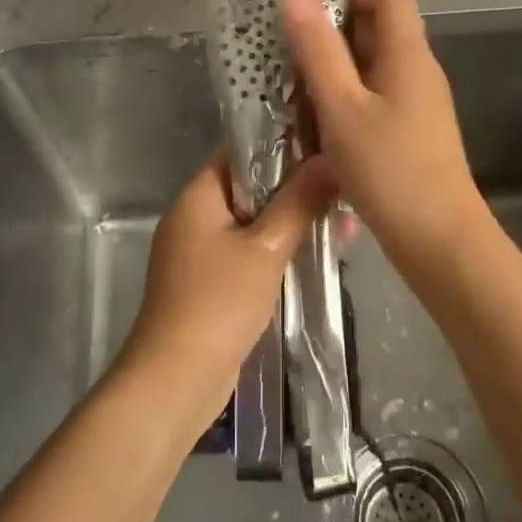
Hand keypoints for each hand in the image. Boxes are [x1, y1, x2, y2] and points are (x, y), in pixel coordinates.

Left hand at [114, 152, 334, 429]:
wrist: (177, 379)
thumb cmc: (218, 302)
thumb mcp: (266, 247)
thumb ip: (299, 201)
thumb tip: (330, 158)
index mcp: (198, 196)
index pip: (240, 150)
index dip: (281, 143)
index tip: (325, 143)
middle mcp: (195, 217)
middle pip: (251, 187)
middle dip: (297, 189)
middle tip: (344, 188)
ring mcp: (202, 253)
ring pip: (255, 223)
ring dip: (294, 223)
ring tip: (345, 223)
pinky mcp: (212, 284)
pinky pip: (250, 253)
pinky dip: (279, 251)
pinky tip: (320, 254)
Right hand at [280, 0, 484, 267]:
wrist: (438, 239)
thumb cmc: (390, 170)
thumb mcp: (342, 108)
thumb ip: (318, 51)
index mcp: (408, 56)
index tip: (306, 2)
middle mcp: (419, 72)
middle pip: (382, 29)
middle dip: (336, 27)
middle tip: (289, 41)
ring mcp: (419, 104)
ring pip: (376, 66)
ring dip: (338, 64)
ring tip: (295, 78)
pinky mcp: (412, 132)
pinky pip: (377, 96)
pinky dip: (348, 95)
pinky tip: (320, 117)